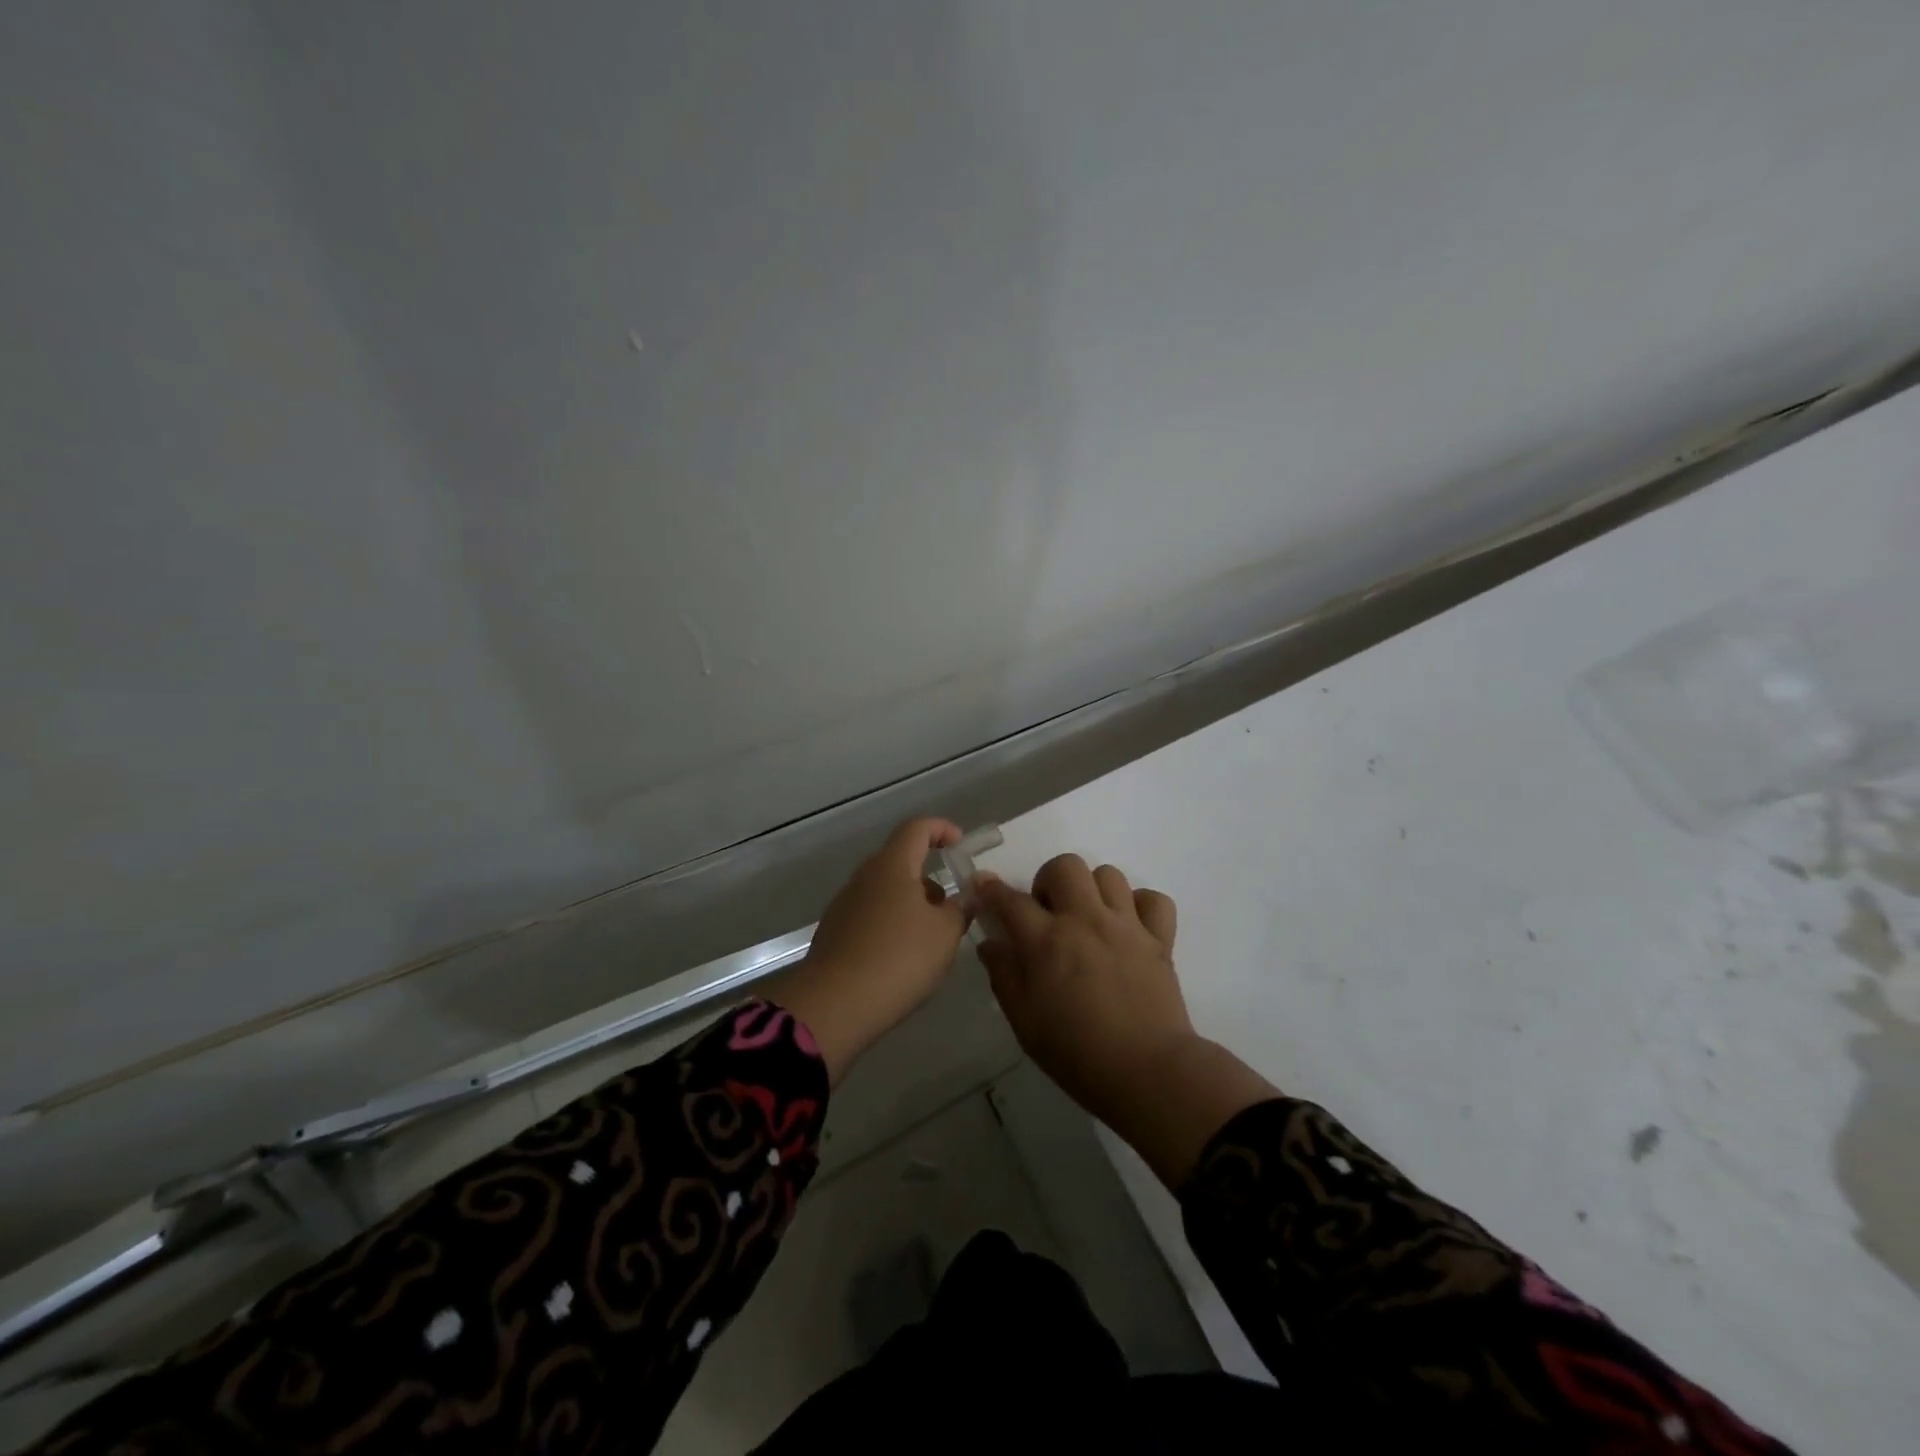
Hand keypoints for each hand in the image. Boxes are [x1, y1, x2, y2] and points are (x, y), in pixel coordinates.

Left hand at [771, 817, 969, 1083]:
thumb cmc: (899, 958)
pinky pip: (870, 916)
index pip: (917, 828)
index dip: (941, 829)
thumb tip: (967, 896)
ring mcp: (844, 904)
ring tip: (931, 939)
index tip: (960, 845)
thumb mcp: (945, 934)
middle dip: (928, 878)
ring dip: (911, 905)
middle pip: (900, 861)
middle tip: (951, 907)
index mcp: (892, 865)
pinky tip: (902, 958)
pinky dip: (891, 925)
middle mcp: (864, 877)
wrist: (835, 1004)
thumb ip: (961, 909)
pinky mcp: (834, 932)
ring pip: (885, 891)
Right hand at [978, 854, 1276, 1187]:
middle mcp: (1085, 920)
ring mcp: (1126, 925)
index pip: (1011, 900)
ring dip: (1093, 889)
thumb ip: (1004, 976)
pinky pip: (1154, 899)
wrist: (1147, 1072)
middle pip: (1065, 867)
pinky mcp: (1160, 938)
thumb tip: (991, 944)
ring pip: (1108, 874)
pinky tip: (1129, 927)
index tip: (983, 883)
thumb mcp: (1024, 1022)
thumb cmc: (1076, 1053)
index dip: (992, 889)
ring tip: (1090, 918)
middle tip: (1049, 912)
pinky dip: (1141, 906)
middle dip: (1049, 880)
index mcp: (1046, 941)